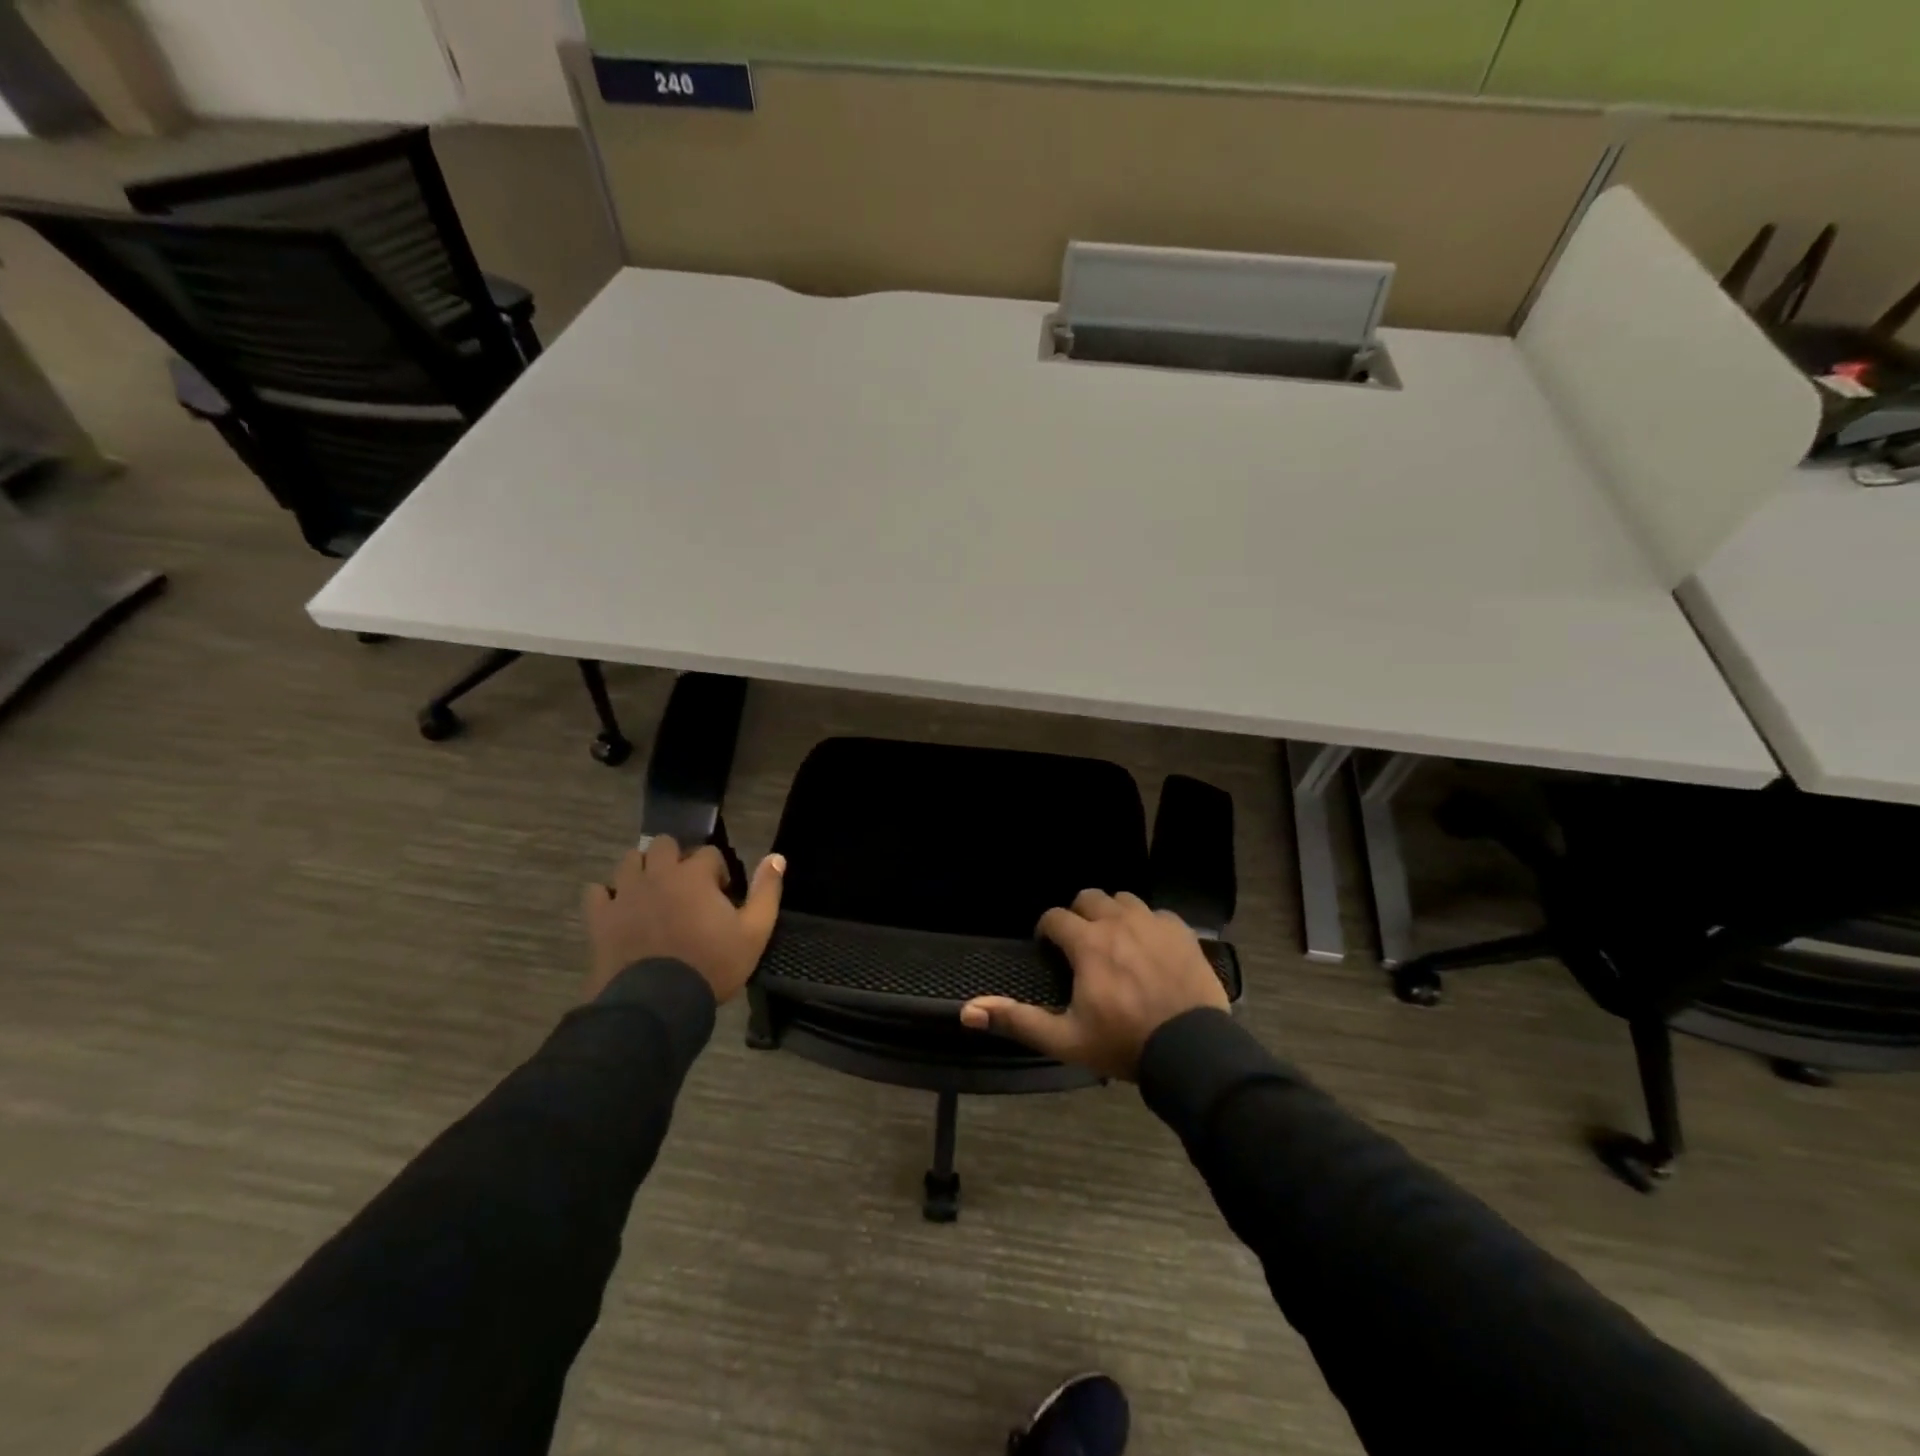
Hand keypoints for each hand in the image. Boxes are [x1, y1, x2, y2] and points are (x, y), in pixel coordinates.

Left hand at [582, 837, 784, 1003]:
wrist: (656, 1004)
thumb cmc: (711, 966)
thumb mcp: (754, 932)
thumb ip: (766, 892)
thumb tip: (776, 857)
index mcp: (694, 875)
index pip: (709, 853)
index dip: (718, 871)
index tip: (721, 895)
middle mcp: (658, 874)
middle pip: (664, 845)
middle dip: (677, 858)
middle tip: (686, 887)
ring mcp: (625, 894)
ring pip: (630, 860)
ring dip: (643, 869)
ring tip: (653, 893)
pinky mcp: (600, 917)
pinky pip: (597, 892)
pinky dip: (607, 895)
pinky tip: (619, 909)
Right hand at [959, 889, 1227, 1079]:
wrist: (1192, 1051)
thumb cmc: (1123, 1044)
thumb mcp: (1065, 1039)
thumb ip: (1017, 1020)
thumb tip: (968, 1010)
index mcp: (1088, 943)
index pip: (1055, 917)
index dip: (1046, 931)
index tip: (1048, 949)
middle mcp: (1118, 921)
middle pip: (1089, 897)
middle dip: (1078, 915)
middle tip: (1080, 945)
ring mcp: (1153, 923)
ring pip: (1123, 899)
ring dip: (1112, 914)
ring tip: (1114, 942)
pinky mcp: (1181, 931)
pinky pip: (1156, 913)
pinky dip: (1147, 924)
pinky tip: (1149, 948)